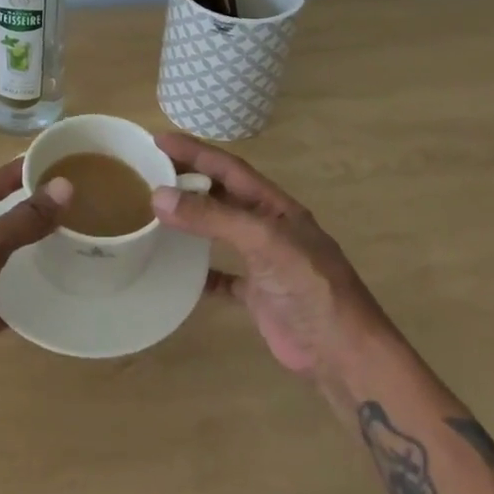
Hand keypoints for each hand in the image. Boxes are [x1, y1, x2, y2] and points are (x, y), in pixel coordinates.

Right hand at [151, 133, 389, 383]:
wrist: (343, 353)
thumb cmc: (309, 286)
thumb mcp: (263, 241)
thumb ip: (213, 217)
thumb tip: (159, 196)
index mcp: (275, 206)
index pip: (228, 167)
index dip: (195, 151)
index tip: (159, 140)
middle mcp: (268, 227)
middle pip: (222, 195)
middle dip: (190, 180)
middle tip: (150, 172)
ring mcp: (263, 262)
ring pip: (221, 231)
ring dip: (193, 220)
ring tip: (156, 211)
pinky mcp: (259, 296)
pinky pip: (223, 276)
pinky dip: (201, 272)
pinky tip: (178, 271)